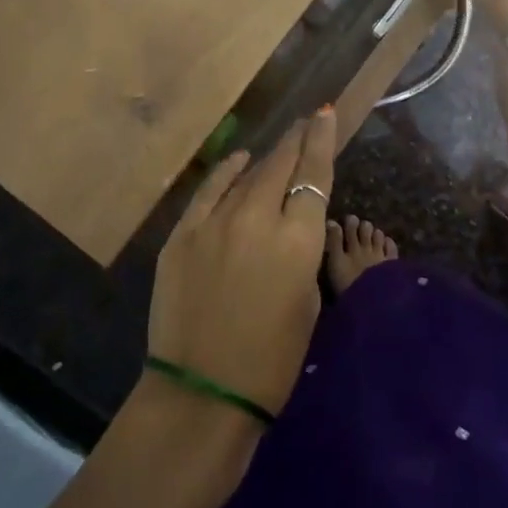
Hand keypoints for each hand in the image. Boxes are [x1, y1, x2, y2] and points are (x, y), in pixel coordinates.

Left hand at [147, 108, 337, 418]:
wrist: (203, 393)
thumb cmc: (271, 359)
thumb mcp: (308, 301)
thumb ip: (304, 251)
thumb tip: (295, 223)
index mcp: (297, 239)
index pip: (313, 174)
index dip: (321, 140)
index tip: (324, 113)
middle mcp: (256, 218)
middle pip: (280, 165)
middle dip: (296, 141)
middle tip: (305, 124)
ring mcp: (214, 223)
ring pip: (246, 177)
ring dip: (265, 160)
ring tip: (278, 146)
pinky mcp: (183, 235)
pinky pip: (209, 192)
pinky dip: (227, 173)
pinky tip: (238, 161)